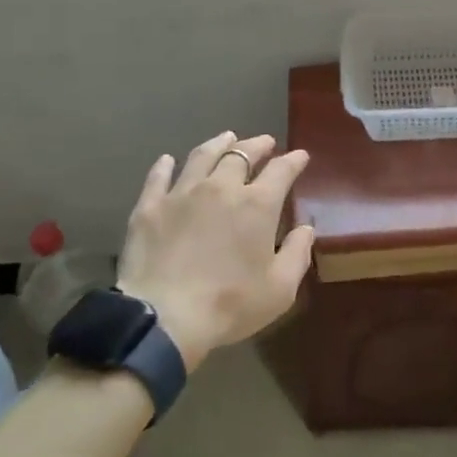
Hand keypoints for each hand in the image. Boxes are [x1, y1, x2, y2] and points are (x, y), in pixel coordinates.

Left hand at [115, 131, 313, 371]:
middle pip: (241, 154)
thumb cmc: (229, 306)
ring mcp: (182, 193)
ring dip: (218, 143)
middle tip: (265, 142)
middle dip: (257, 145)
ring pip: (202, 156)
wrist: (164, 319)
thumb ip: (297, 254)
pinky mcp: (150, 206)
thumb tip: (306, 228)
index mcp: (257, 204)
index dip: (293, 160)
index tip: (300, 156)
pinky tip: (167, 160)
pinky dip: (165, 165)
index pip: (281, 170)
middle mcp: (221, 187)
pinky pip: (158, 176)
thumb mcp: (279, 289)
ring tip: (226, 138)